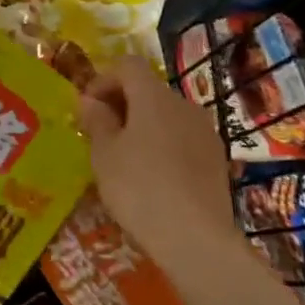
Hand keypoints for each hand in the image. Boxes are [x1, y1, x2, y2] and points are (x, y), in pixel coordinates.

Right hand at [78, 55, 240, 267]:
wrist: (196, 239)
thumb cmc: (139, 188)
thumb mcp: (104, 153)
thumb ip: (96, 120)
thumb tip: (90, 101)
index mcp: (154, 97)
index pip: (127, 66)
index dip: (103, 79)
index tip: (87, 108)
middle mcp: (184, 105)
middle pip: (148, 89)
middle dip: (121, 103)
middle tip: (99, 133)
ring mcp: (205, 132)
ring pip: (166, 115)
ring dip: (142, 125)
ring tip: (123, 156)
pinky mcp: (216, 159)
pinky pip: (181, 138)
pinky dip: (162, 144)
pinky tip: (151, 176)